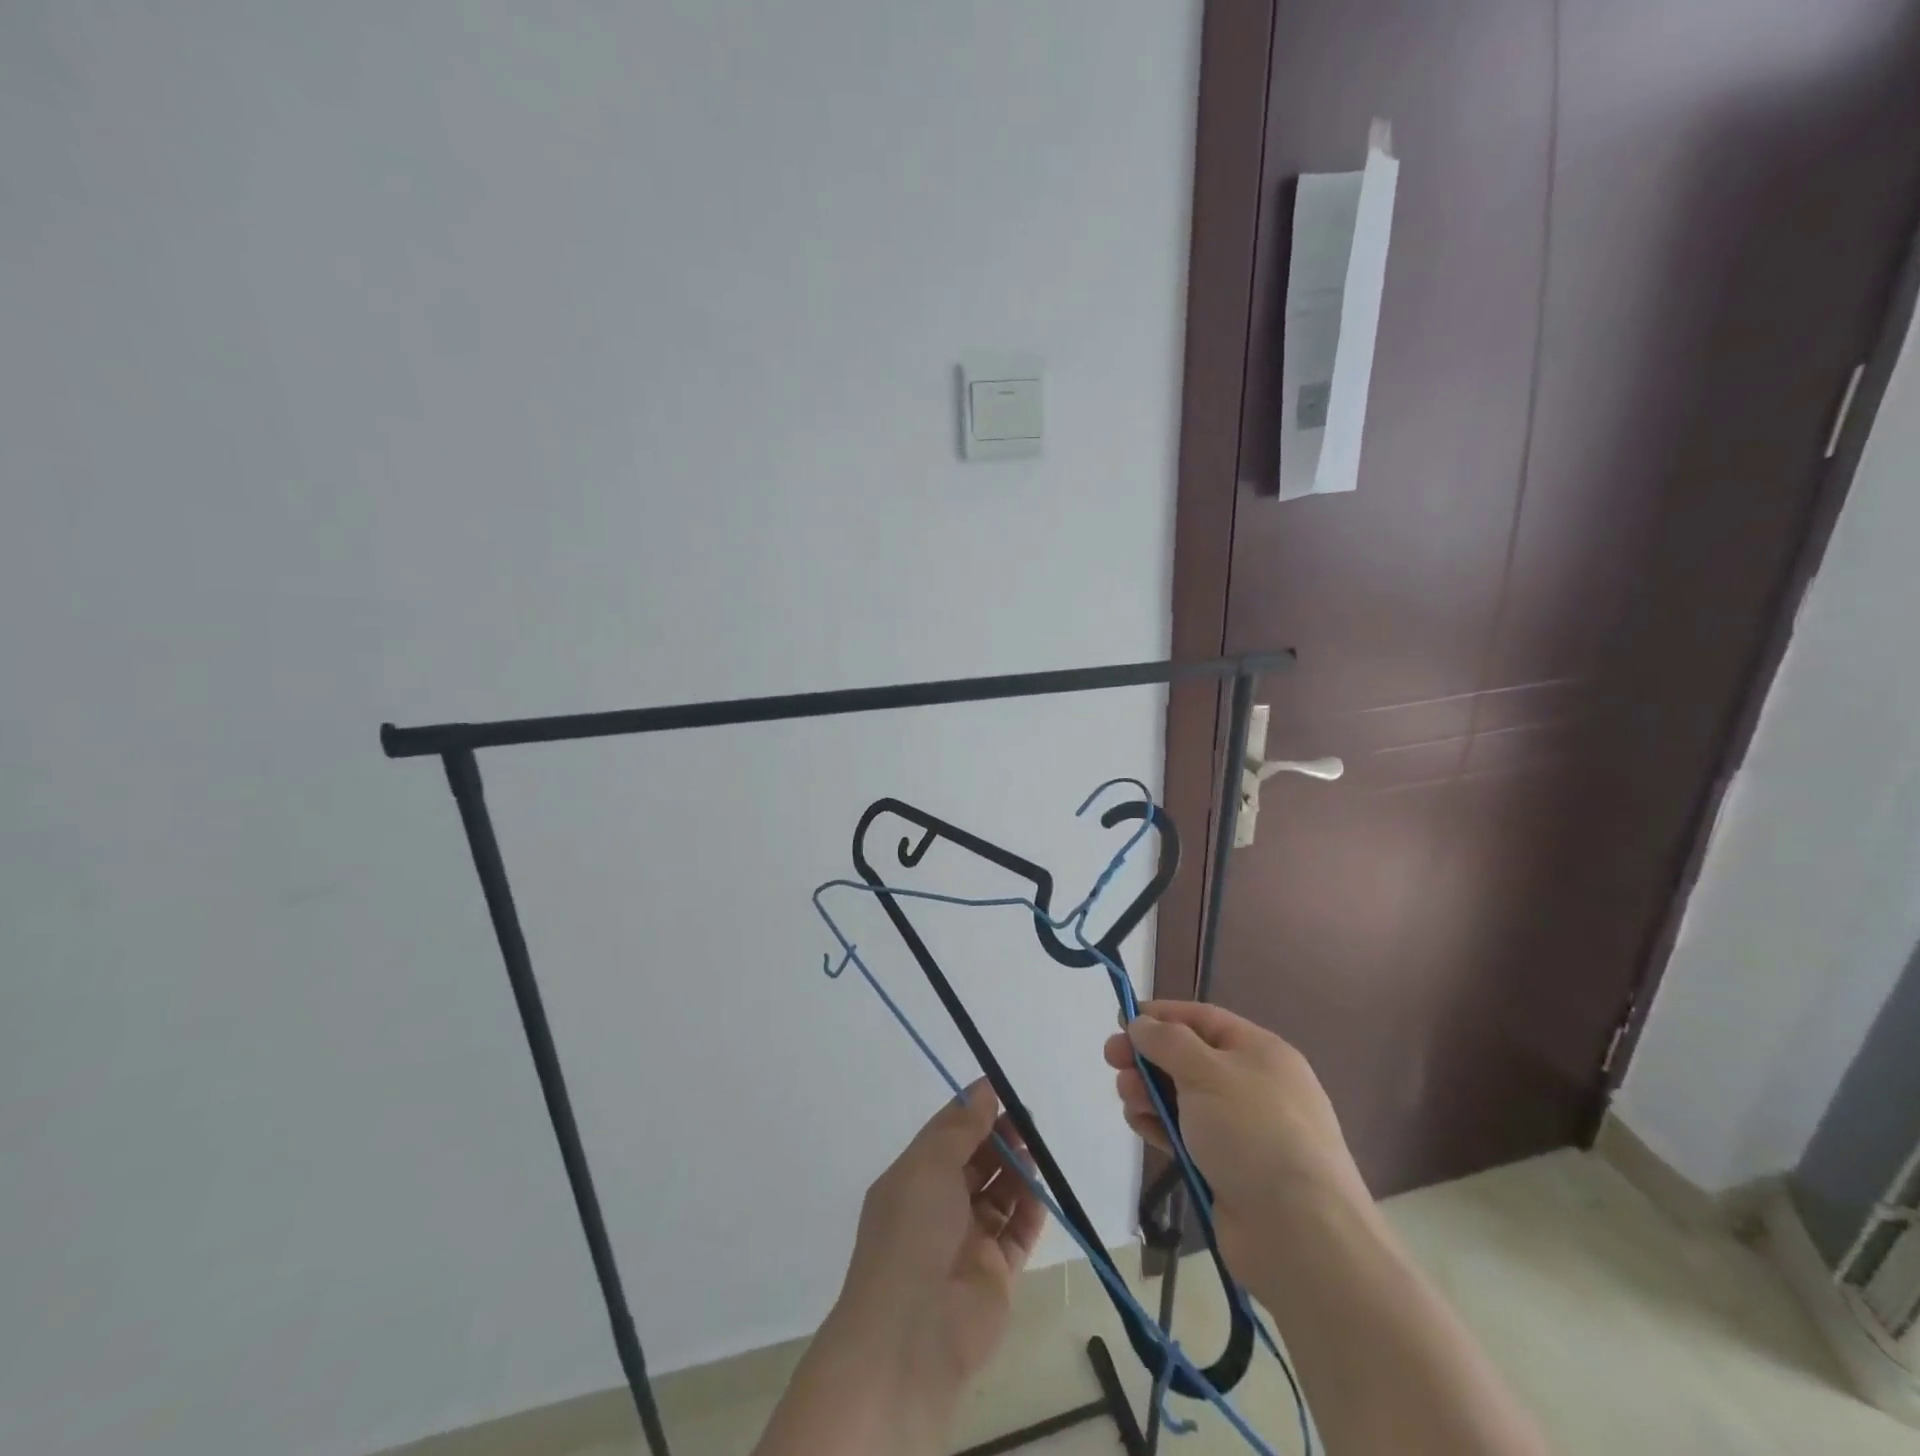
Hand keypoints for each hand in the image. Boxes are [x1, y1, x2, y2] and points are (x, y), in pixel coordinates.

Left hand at [831, 1079, 1045, 1404]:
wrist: (912, 1334)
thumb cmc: (912, 1233)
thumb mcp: (929, 1166)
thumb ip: (961, 1128)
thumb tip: (984, 1090)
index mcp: (913, 1180)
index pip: (946, 1136)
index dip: (972, 1112)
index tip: (1001, 1091)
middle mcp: (938, 1207)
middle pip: (975, 1162)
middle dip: (999, 1139)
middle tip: (1026, 1121)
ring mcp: (966, 1242)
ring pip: (998, 1195)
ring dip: (1017, 1172)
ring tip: (1035, 1153)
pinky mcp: (994, 1275)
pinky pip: (1016, 1233)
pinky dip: (1029, 1212)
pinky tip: (1040, 1193)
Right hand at [1103, 1001, 1367, 1279]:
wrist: (1299, 1235)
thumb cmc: (1254, 1133)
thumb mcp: (1208, 1071)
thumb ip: (1167, 1041)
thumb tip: (1140, 1023)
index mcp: (1260, 1051)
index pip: (1202, 1019)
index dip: (1161, 1016)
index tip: (1120, 1020)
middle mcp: (1252, 1085)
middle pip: (1188, 1057)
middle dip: (1148, 1055)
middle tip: (1111, 1060)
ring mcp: (1241, 1129)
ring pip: (1183, 1096)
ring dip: (1149, 1091)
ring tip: (1127, 1098)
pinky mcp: (1227, 1168)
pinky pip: (1185, 1134)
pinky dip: (1159, 1125)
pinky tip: (1138, 1125)